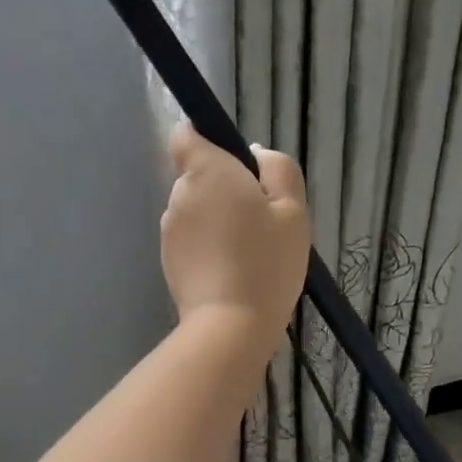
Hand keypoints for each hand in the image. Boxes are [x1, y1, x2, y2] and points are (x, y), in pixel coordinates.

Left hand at [161, 125, 309, 353]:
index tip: (240, 168)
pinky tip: (234, 271)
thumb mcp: (293, 211)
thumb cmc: (267, 263)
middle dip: (226, 189)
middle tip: (261, 221)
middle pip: (199, 176)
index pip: (186, 135)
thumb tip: (255, 155)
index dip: (209, 142)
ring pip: (197, 210)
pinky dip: (210, 247)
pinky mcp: (168, 261)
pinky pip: (192, 240)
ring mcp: (169, 230)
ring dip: (218, 221)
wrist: (232, 326)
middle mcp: (179, 195)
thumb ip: (278, 170)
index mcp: (207, 172)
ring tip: (249, 252)